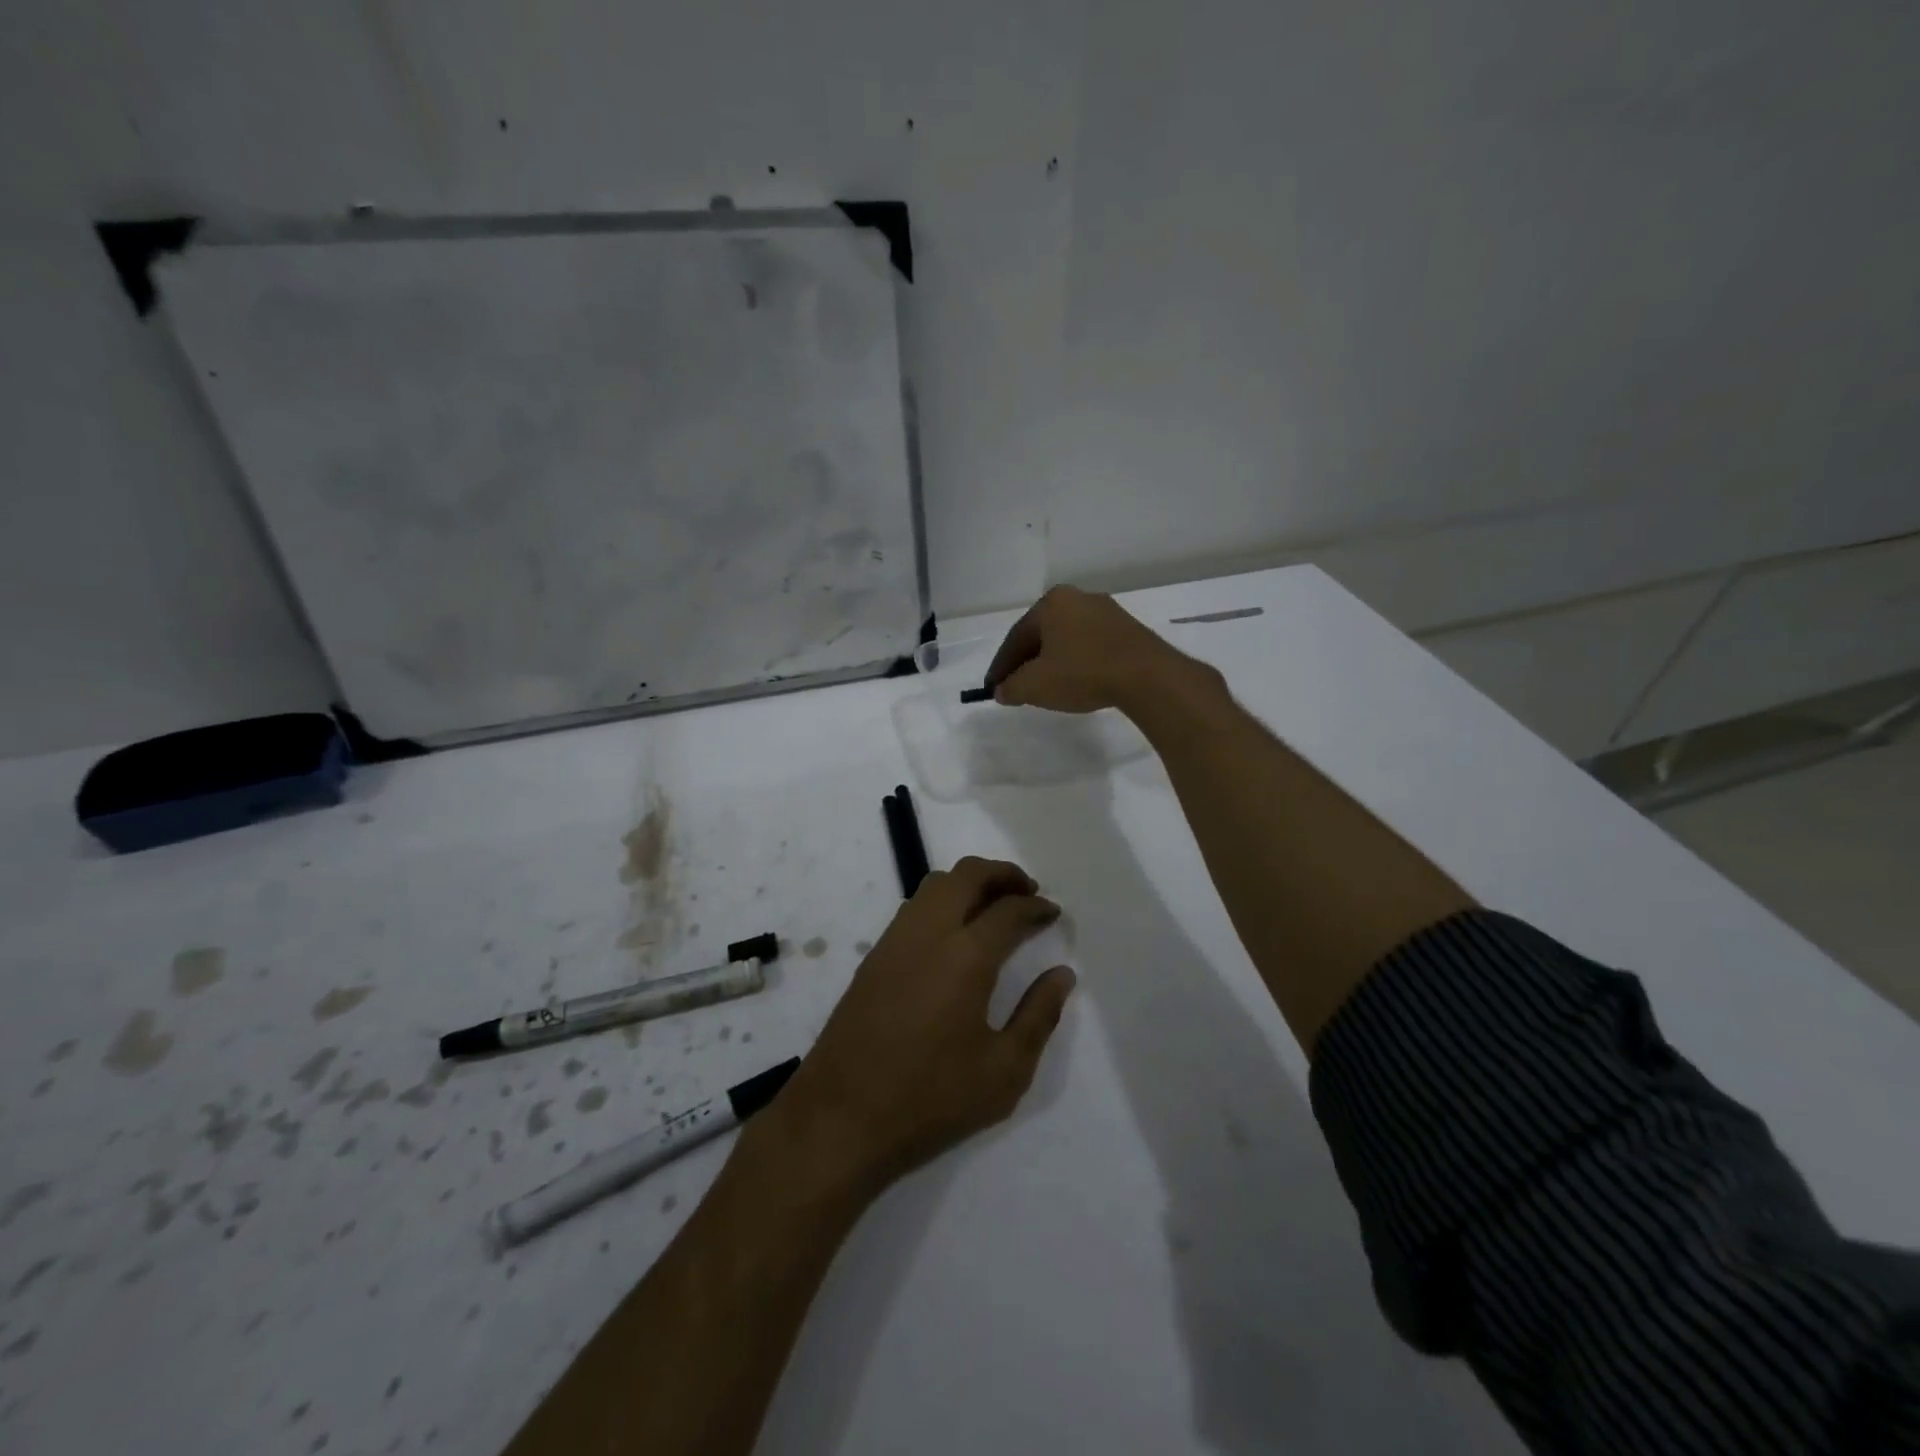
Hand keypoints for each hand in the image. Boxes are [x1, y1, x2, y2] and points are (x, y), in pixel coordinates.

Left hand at [765, 857, 1075, 1199]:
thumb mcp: (1003, 1072)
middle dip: (1003, 874)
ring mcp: (895, 940)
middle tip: (1027, 892)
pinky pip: (914, 906)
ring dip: (969, 882)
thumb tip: (1062, 974)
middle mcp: (928, 933)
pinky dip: (943, 900)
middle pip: (968, 874)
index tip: (1053, 913)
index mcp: (965, 957)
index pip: (1009, 909)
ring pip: (935, 884)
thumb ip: (1038, 1016)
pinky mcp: (874, 956)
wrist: (840, 1117)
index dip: (1036, 906)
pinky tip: (954, 934)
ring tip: (993, 907)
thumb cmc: (930, 1099)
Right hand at [985, 585, 1216, 715]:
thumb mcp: (1035, 686)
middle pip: (1042, 635)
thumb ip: (1011, 687)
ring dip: (1052, 662)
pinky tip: (1077, 681)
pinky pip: (1090, 645)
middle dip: (1027, 662)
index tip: (992, 687)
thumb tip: (1001, 691)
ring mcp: (1106, 612)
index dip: (1001, 666)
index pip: (1016, 637)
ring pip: (1067, 639)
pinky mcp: (1128, 630)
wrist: (1146, 675)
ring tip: (1045, 687)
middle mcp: (1078, 598)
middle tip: (1016, 687)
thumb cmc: (1082, 672)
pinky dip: (1077, 662)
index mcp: (1051, 603)